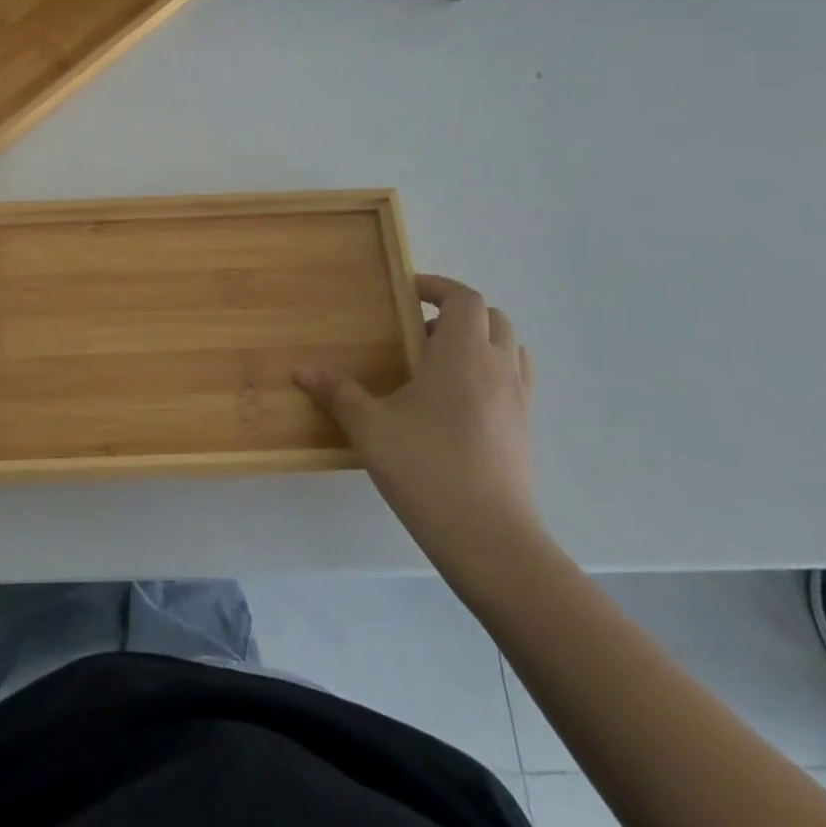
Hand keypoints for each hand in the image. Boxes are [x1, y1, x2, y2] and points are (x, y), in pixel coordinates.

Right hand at [296, 275, 537, 559]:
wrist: (490, 540)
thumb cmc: (426, 469)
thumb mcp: (370, 428)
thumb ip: (337, 393)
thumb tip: (301, 370)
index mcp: (462, 355)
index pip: (463, 298)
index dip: (437, 286)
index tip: (406, 292)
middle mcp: (497, 368)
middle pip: (492, 318)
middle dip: (457, 314)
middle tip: (418, 332)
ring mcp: (518, 401)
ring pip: (510, 349)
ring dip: (479, 342)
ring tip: (440, 364)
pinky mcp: (524, 431)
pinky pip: (515, 381)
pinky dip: (491, 373)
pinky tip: (457, 404)